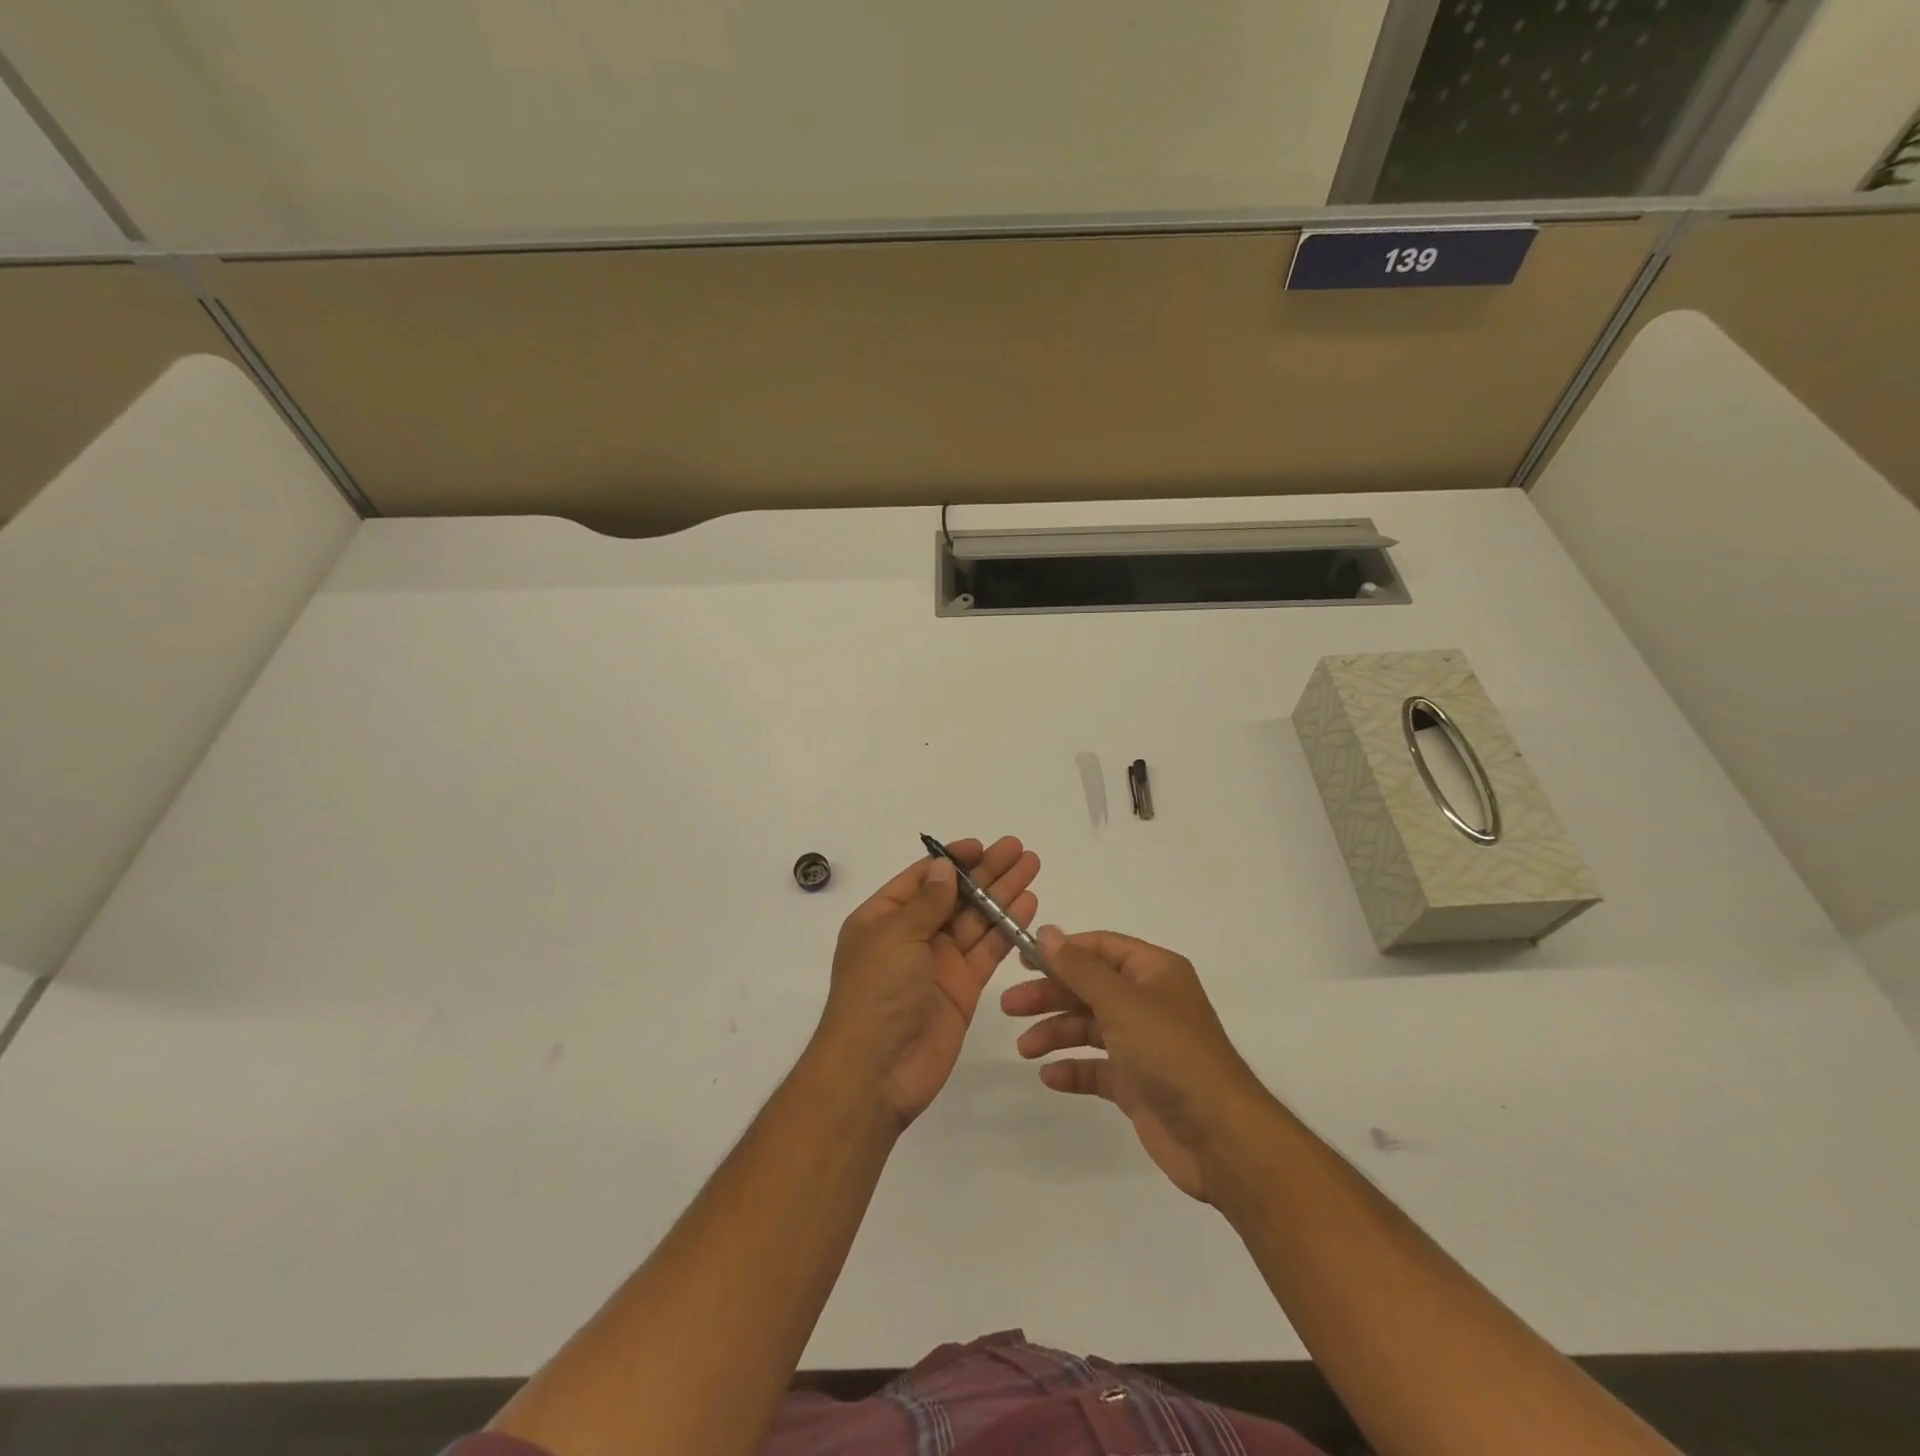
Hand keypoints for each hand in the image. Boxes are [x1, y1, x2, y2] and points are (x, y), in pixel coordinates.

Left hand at [815, 837, 1039, 1128]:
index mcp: (882, 919)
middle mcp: (911, 937)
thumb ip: (927, 902)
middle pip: (954, 895)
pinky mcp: (962, 988)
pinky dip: (1007, 927)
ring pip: (976, 919)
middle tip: (1019, 849)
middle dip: (986, 871)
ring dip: (1002, 893)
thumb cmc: (876, 992)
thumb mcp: (895, 936)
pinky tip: (1028, 904)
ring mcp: (938, 963)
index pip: (922, 879)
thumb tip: (944, 868)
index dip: (952, 860)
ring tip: (1031, 866)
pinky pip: (988, 950)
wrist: (876, 1071)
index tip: (981, 845)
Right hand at [1002, 927, 1268, 1202]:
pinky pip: (1098, 1068)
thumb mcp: (1121, 1002)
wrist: (1219, 1136)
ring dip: (1056, 1033)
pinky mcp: (1138, 1083)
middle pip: (1089, 988)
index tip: (1021, 959)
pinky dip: (1074, 1069)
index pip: (1100, 948)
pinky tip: (1050, 1077)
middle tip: (1009, 1006)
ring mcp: (1144, 1044)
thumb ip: (1079, 968)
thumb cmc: (1170, 1053)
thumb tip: (1047, 931)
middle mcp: (1149, 1002)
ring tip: (1024, 1049)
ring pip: (1089, 1027)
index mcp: (1154, 972)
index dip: (1061, 951)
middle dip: (1050, 995)